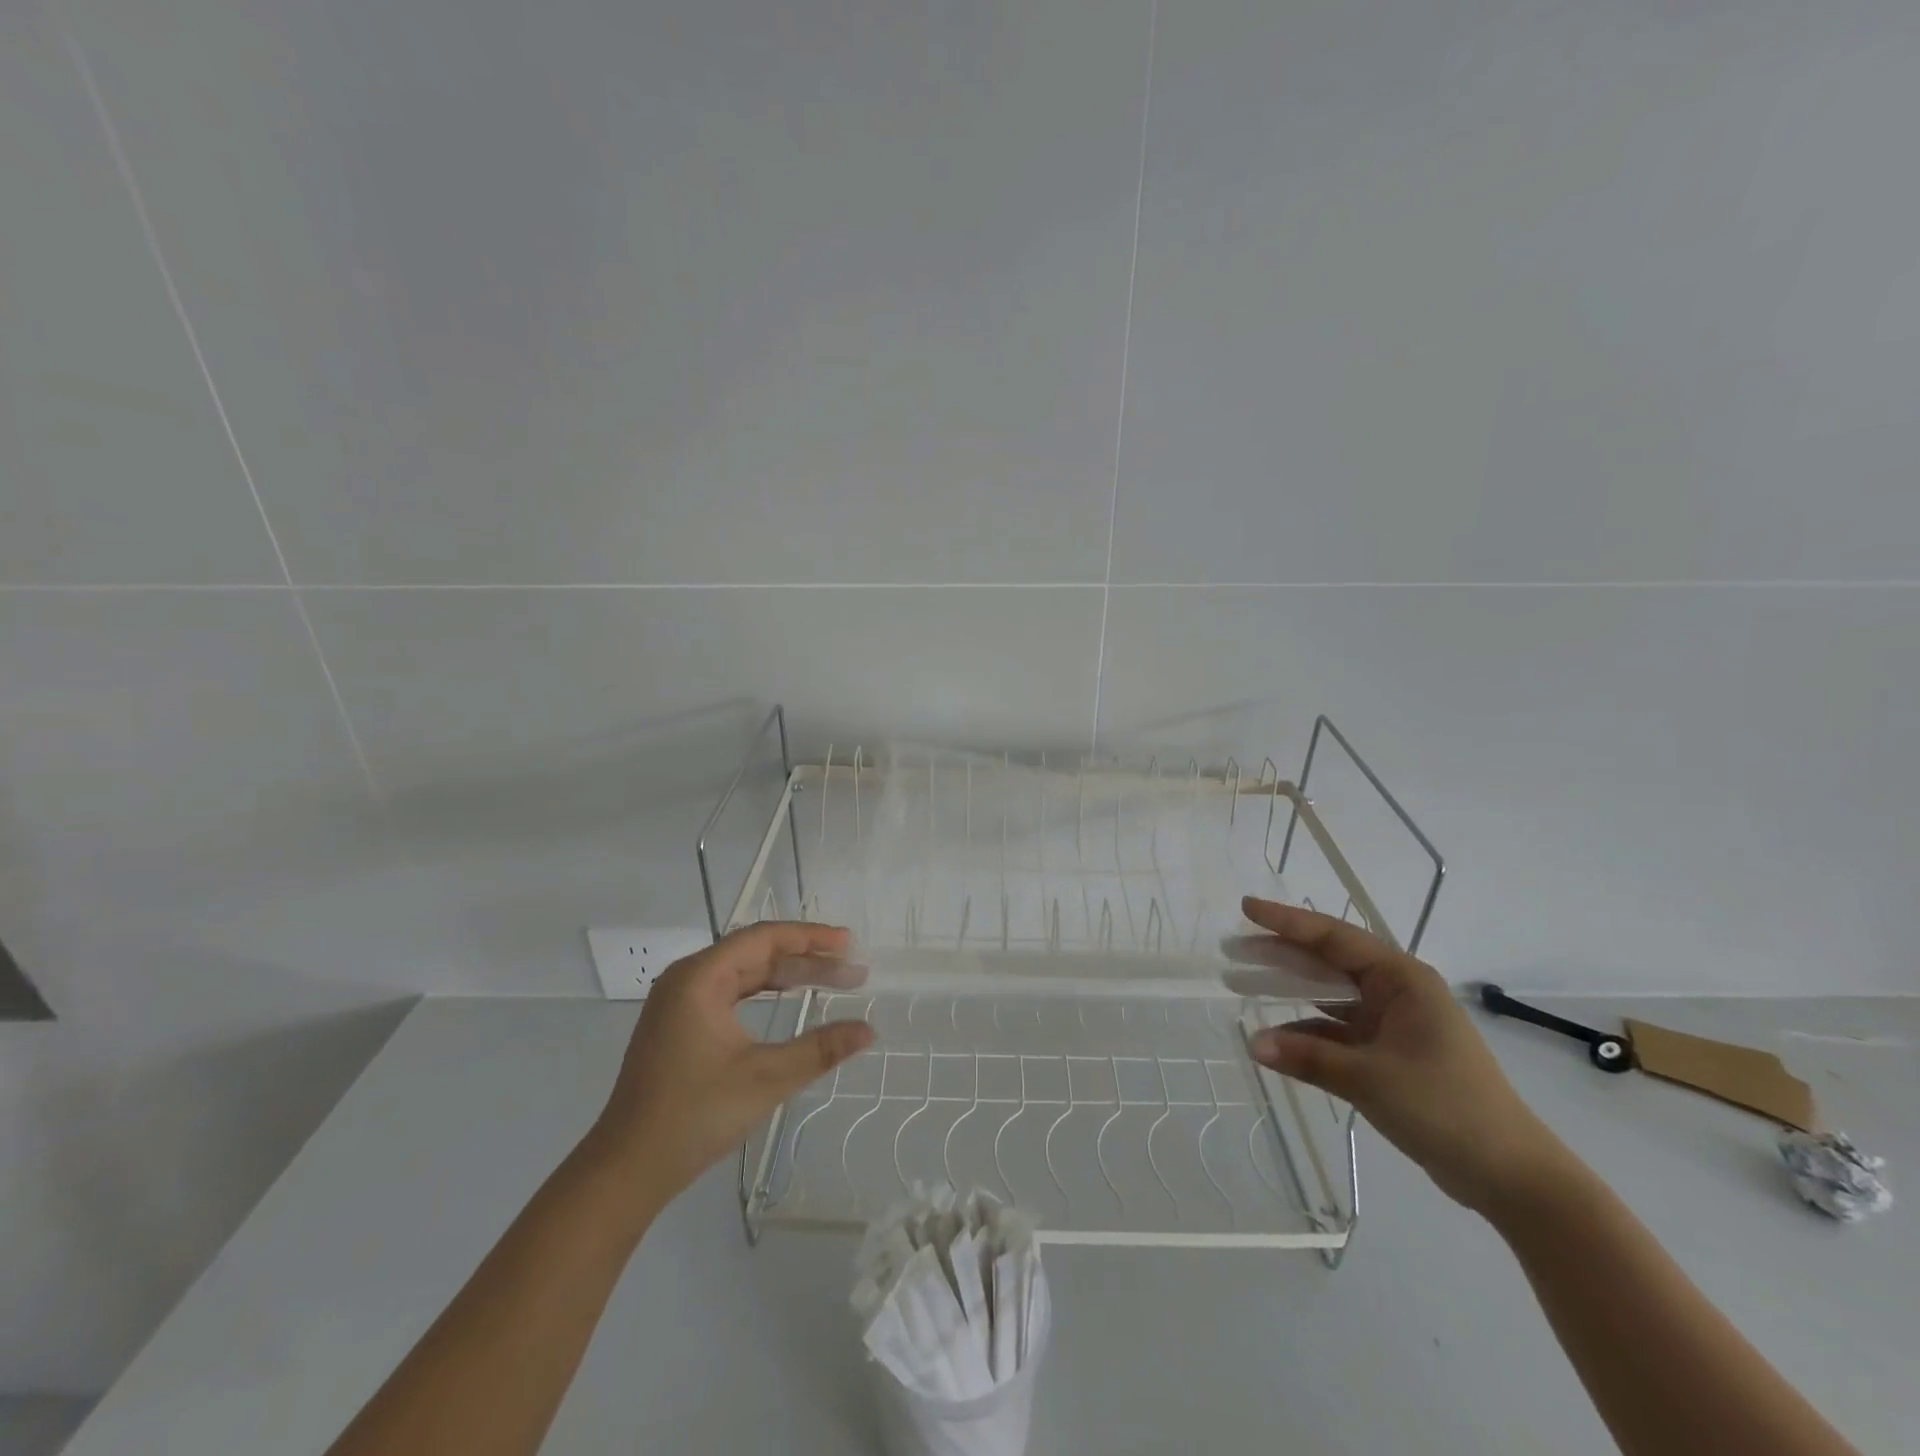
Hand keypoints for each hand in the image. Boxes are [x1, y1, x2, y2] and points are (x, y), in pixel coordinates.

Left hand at [589, 922, 875, 1206]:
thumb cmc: (694, 1115)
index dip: (810, 937)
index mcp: (700, 978)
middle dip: (805, 958)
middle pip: (756, 952)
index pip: (763, 938)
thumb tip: (869, 1030)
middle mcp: (687, 978)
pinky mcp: (679, 1024)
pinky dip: (765, 992)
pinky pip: (731, 992)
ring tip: (832, 979)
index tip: (848, 943)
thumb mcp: (765, 1079)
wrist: (627, 1169)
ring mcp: (679, 1001)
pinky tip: (790, 998)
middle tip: (851, 967)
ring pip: (744, 972)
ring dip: (788, 975)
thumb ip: (820, 1049)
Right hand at [1241, 897, 1567, 1213]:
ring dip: (1289, 992)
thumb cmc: (1446, 1108)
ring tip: (1241, 985)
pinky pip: (1337, 1032)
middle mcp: (1396, 993)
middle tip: (1232, 950)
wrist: (1511, 1176)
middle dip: (1280, 955)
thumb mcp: (1371, 1079)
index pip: (1334, 937)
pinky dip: (1307, 1034)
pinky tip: (1274, 1041)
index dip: (1286, 921)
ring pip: (1330, 996)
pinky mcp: (1390, 1055)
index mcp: (1401, 980)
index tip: (1246, 909)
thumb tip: (1252, 1044)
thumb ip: (1308, 1058)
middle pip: (1328, 962)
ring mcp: (1394, 1024)